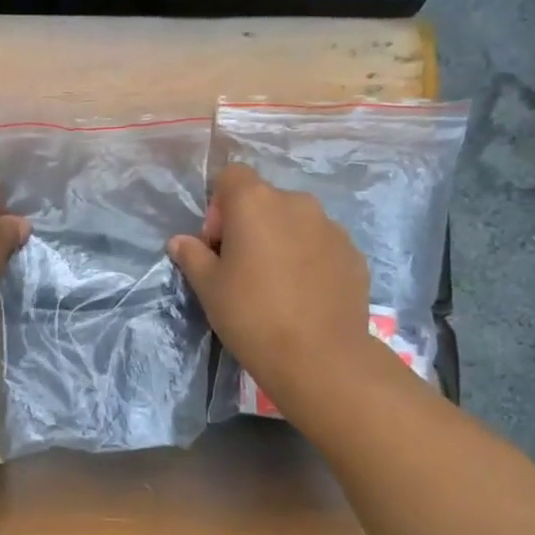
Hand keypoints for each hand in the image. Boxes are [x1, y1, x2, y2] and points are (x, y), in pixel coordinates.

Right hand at [167, 164, 373, 406]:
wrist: (320, 357)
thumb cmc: (252, 315)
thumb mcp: (209, 288)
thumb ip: (193, 256)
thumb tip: (180, 241)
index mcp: (256, 203)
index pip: (232, 176)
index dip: (219, 205)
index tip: (218, 244)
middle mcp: (296, 203)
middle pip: (265, 200)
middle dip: (250, 225)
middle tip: (242, 268)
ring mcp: (331, 227)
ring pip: (295, 222)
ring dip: (281, 241)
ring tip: (277, 285)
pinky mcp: (353, 253)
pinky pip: (321, 245)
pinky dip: (309, 259)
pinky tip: (304, 296)